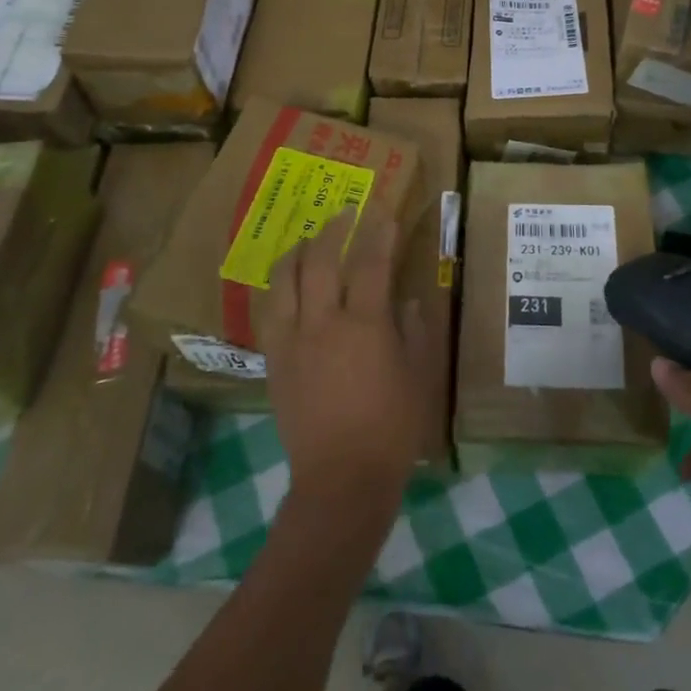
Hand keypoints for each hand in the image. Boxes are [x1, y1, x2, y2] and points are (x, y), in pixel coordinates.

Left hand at [259, 212, 424, 516]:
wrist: (342, 478)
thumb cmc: (393, 428)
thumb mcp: (421, 376)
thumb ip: (416, 330)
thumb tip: (406, 299)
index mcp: (365, 325)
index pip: (371, 263)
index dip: (379, 233)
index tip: (384, 212)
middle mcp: (324, 323)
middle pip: (322, 260)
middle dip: (335, 229)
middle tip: (346, 213)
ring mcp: (293, 340)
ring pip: (285, 279)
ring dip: (298, 251)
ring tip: (309, 240)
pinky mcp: (274, 360)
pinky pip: (269, 310)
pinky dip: (278, 287)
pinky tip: (286, 282)